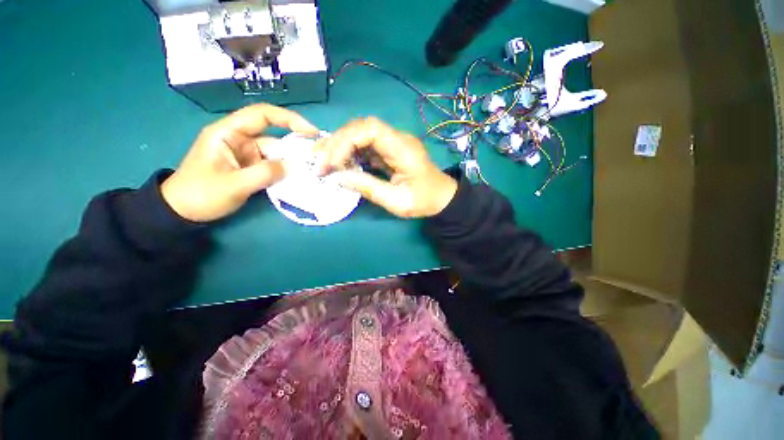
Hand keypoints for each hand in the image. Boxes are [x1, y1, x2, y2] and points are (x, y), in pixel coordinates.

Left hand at [161, 104, 318, 221]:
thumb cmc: (201, 194)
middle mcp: (238, 138)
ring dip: (292, 159)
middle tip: (317, 153)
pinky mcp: (250, 166)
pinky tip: (298, 175)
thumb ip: (265, 174)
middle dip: (295, 142)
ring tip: (312, 167)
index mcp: (228, 133)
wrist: (182, 211)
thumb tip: (293, 166)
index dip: (288, 119)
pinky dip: (285, 169)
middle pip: (272, 133)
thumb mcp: (234, 185)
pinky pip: (272, 163)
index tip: (310, 131)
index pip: (261, 115)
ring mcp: (245, 153)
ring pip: (275, 151)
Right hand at [315, 117, 456, 217]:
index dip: (346, 140)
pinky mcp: (389, 150)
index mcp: (403, 149)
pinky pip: (365, 145)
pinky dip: (350, 152)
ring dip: (340, 146)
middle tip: (320, 163)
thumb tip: (338, 177)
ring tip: (323, 161)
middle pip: (362, 127)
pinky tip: (339, 163)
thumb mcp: (397, 201)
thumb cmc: (423, 201)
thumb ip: (368, 188)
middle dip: (337, 142)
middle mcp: (398, 139)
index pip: (370, 128)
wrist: (441, 198)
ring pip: (361, 133)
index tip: (331, 162)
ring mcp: (393, 143)